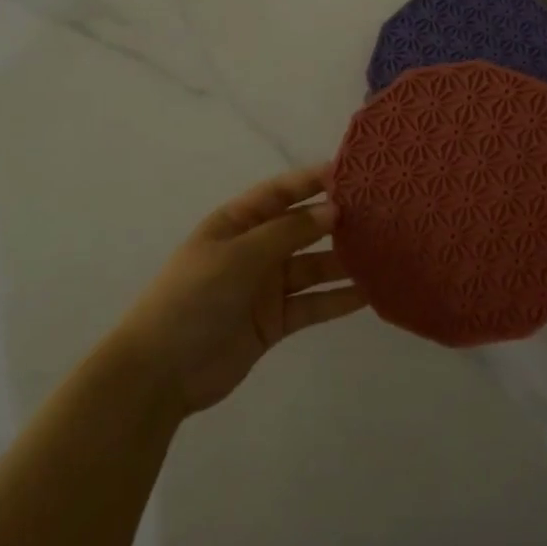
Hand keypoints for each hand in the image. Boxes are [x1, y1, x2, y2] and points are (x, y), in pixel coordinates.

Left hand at [109, 165, 363, 415]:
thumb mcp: (239, 255)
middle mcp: (254, 250)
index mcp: (236, 223)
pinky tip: (369, 293)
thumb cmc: (194, 297)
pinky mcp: (275, 322)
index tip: (352, 173)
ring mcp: (265, 287)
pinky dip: (337, 300)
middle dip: (336, 221)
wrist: (161, 371)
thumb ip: (288, 232)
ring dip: (343, 262)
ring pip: (313, 267)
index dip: (312, 181)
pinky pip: (313, 304)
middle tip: (381, 214)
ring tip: (385, 252)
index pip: (280, 193)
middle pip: (302, 229)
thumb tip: (332, 210)